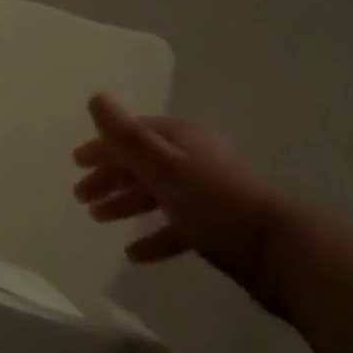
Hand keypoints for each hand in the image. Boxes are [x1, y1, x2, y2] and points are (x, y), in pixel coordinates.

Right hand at [72, 94, 282, 295]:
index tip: (76, 163)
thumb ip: (127, 136)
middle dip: (110, 177)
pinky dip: (153, 236)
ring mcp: (204, 193)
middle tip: (81, 197)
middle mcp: (192, 159)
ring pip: (156, 194)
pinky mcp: (214, 226)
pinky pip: (174, 227)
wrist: (276, 250)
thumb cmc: (214, 201)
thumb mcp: (164, 166)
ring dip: (126, 204)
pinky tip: (134, 254)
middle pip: (142, 163)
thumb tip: (95, 98)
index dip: (103, 147)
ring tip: (98, 219)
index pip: (132, 135)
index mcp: (180, 138)